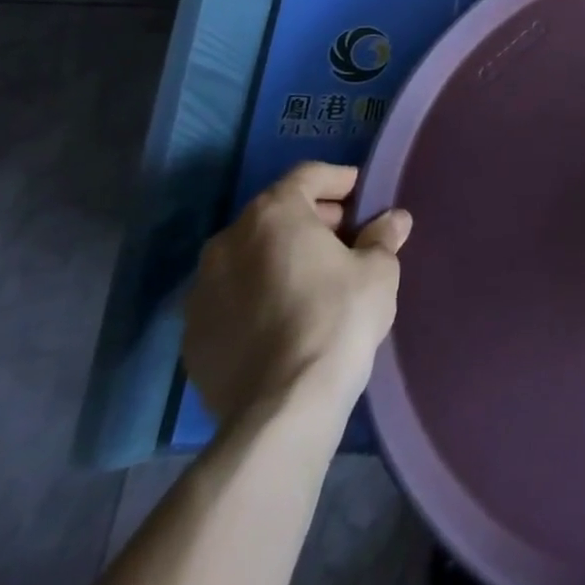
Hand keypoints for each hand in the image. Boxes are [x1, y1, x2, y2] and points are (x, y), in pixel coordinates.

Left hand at [183, 162, 411, 431]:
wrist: (281, 409)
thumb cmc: (337, 319)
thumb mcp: (378, 271)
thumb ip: (383, 237)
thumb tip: (394, 220)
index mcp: (273, 214)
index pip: (308, 175)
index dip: (339, 181)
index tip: (362, 197)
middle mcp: (228, 241)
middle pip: (275, 213)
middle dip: (311, 219)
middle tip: (345, 239)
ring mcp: (201, 291)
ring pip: (248, 256)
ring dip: (279, 257)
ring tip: (314, 280)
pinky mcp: (191, 336)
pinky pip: (231, 297)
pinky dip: (256, 295)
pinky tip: (284, 318)